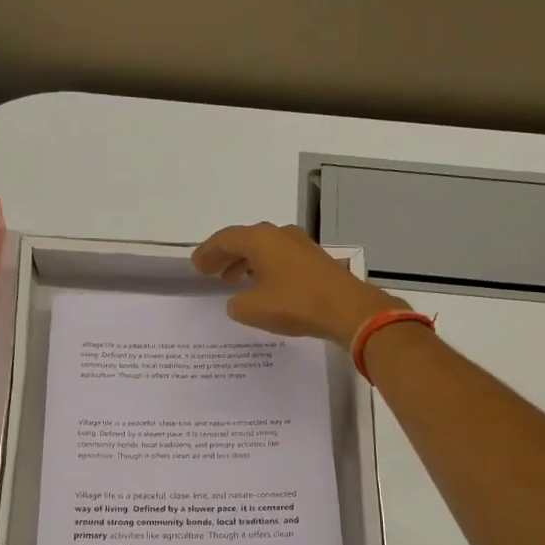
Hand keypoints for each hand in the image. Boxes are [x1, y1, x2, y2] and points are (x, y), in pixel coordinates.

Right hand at [192, 222, 403, 345]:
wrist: (348, 310)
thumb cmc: (296, 304)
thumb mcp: (253, 309)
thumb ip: (237, 304)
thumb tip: (238, 301)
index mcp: (261, 239)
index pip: (225, 239)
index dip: (208, 252)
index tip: (196, 266)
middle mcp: (280, 235)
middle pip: (245, 240)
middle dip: (226, 255)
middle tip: (210, 271)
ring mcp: (301, 245)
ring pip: (264, 249)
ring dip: (245, 262)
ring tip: (232, 280)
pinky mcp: (315, 260)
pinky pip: (280, 259)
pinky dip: (264, 268)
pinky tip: (262, 286)